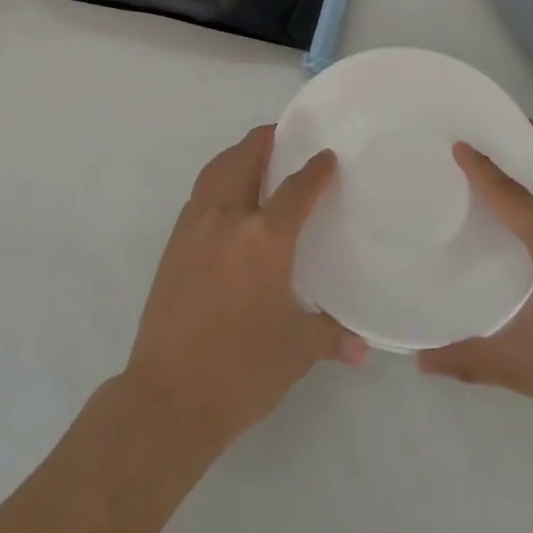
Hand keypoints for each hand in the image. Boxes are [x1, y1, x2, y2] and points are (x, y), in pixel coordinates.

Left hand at [122, 126, 366, 457]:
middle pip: (245, 158)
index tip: (327, 157)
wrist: (169, 395)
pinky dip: (216, 180)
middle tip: (285, 136)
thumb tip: (363, 348)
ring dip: (237, 154)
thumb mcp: (297, 350)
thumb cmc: (242, 370)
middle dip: (266, 140)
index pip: (297, 188)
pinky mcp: (173, 243)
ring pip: (216, 170)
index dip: (316, 169)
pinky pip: (199, 193)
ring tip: (255, 156)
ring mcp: (194, 228)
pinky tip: (227, 198)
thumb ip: (331, 335)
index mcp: (264, 239)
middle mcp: (227, 220)